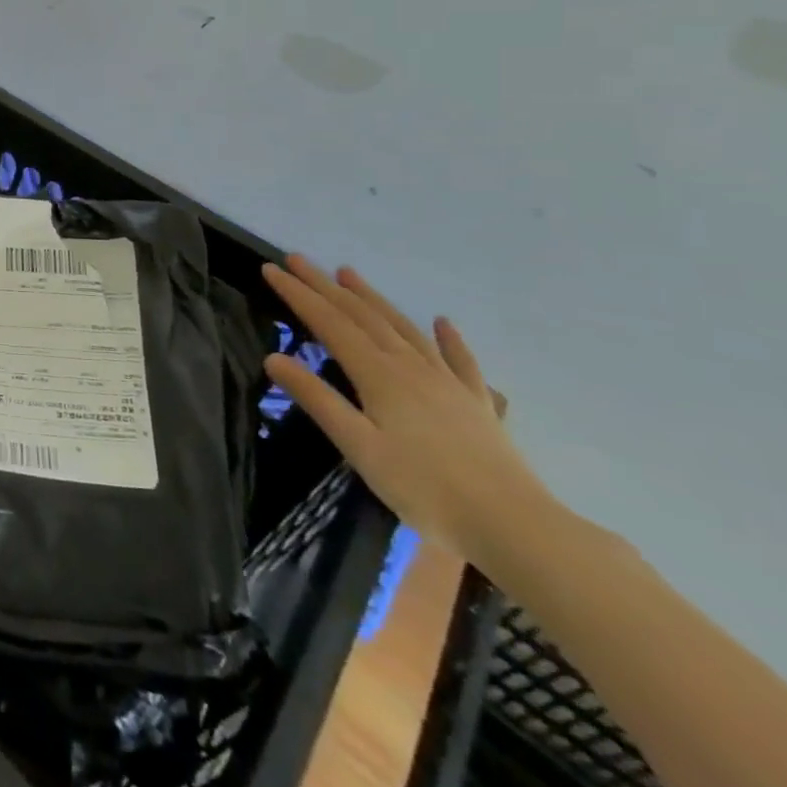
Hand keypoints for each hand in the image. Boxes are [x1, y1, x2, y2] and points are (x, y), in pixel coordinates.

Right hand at [262, 256, 550, 565]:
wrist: (516, 527)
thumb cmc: (425, 489)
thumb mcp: (358, 447)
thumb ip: (317, 400)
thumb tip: (273, 358)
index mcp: (378, 374)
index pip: (328, 322)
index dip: (298, 294)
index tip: (270, 269)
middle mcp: (410, 366)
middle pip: (361, 315)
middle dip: (325, 285)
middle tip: (297, 259)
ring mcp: (448, 382)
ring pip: (403, 328)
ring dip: (372, 298)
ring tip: (349, 273)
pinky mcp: (477, 403)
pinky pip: (460, 360)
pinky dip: (448, 338)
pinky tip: (443, 323)